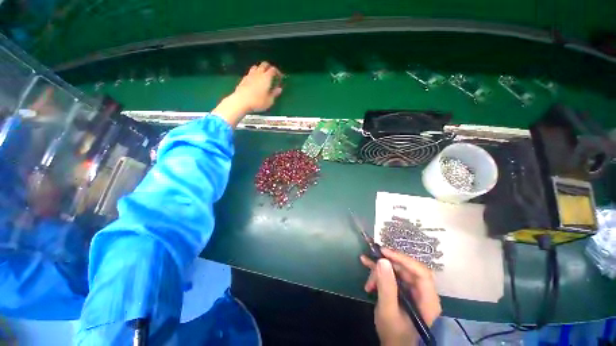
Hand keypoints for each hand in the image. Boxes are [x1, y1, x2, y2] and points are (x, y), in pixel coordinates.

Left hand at [213, 61, 282, 126]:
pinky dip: (254, 74)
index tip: (280, 78)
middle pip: (264, 64)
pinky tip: (255, 81)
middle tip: (272, 74)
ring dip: (261, 69)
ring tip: (263, 76)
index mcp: (266, 77)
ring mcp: (250, 75)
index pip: (273, 69)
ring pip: (256, 66)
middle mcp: (258, 73)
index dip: (278, 72)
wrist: (241, 102)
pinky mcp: (244, 79)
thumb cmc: (258, 102)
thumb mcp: (269, 101)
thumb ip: (274, 93)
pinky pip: (250, 72)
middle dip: (269, 67)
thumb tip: (279, 89)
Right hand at [360, 248, 440, 345]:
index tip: (384, 253)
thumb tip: (382, 261)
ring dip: (380, 269)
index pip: (421, 273)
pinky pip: (392, 276)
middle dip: (386, 265)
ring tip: (366, 271)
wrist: (393, 345)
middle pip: (406, 269)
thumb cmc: (394, 333)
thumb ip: (386, 287)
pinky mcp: (403, 290)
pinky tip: (367, 270)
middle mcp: (423, 292)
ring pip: (397, 271)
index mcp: (428, 300)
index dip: (403, 259)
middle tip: (370, 260)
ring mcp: (413, 290)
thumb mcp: (388, 311)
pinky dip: (379, 273)